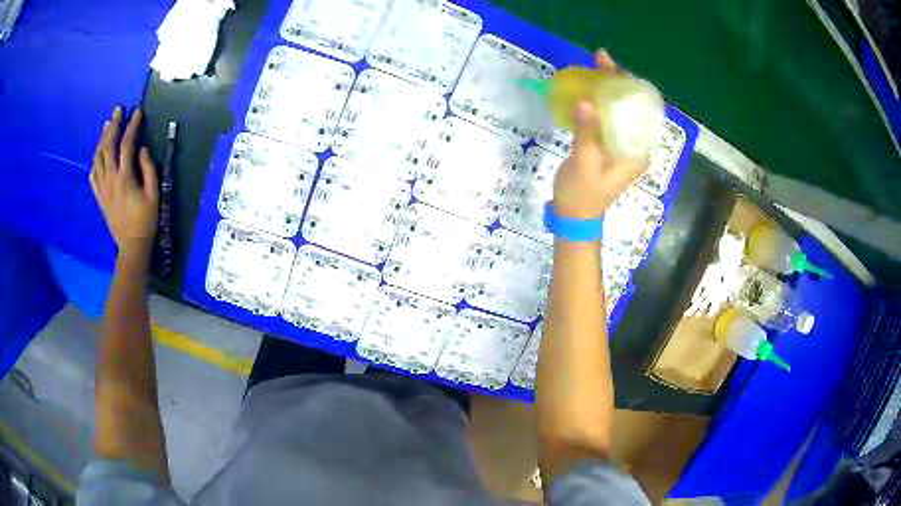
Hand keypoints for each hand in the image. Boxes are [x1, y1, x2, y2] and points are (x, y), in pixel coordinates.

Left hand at [90, 107, 159, 256]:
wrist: (132, 245)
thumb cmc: (146, 220)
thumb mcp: (154, 194)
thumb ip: (148, 169)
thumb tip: (141, 149)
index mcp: (125, 178)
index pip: (126, 145)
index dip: (132, 126)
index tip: (137, 112)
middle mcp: (111, 180)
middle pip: (108, 147)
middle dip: (113, 126)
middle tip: (117, 111)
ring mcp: (103, 189)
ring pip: (98, 158)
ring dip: (102, 140)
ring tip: (107, 126)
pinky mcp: (99, 197)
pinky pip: (93, 176)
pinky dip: (94, 161)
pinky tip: (97, 155)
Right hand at [552, 51, 646, 218]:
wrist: (574, 217)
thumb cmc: (582, 194)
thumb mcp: (584, 163)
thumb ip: (586, 133)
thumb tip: (586, 102)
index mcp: (636, 152)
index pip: (639, 112)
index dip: (628, 87)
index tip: (615, 67)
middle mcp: (634, 146)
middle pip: (630, 108)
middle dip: (617, 83)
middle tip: (601, 59)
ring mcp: (622, 146)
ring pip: (618, 111)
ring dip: (607, 90)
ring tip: (595, 67)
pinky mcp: (609, 146)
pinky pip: (607, 119)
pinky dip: (599, 103)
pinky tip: (589, 90)